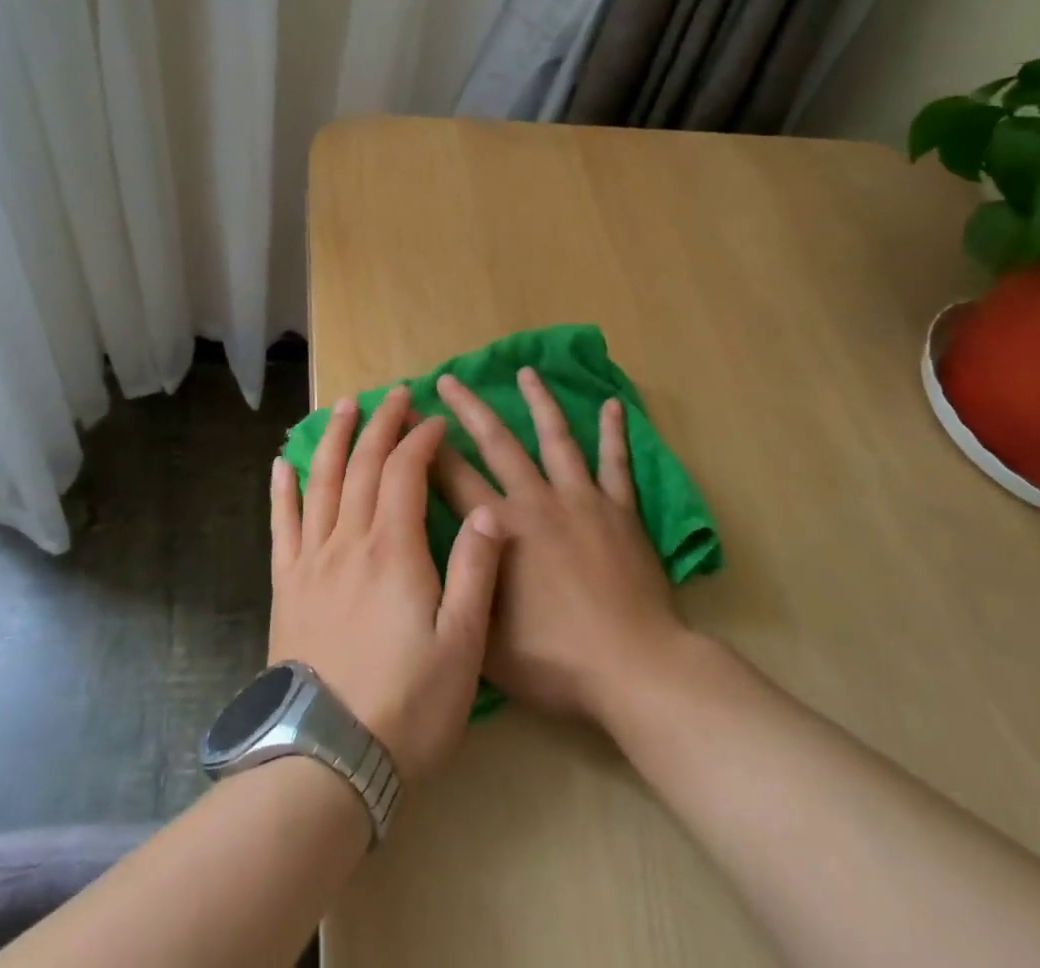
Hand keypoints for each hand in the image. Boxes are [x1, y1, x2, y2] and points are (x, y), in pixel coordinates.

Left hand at [269, 386, 505, 781]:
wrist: (326, 759)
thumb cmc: (407, 704)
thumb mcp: (462, 644)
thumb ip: (475, 570)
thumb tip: (488, 509)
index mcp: (393, 549)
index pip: (405, 472)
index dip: (421, 440)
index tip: (435, 421)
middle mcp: (348, 541)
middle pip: (363, 465)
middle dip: (380, 424)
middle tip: (394, 394)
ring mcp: (311, 561)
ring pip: (322, 482)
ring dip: (334, 439)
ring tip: (343, 407)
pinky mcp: (286, 585)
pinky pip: (281, 525)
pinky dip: (283, 490)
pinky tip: (283, 464)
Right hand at [431, 368, 687, 725]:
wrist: (633, 668)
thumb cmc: (555, 660)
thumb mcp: (485, 638)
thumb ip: (458, 587)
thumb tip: (431, 550)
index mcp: (499, 529)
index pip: (451, 476)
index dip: (423, 445)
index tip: (406, 416)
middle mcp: (536, 501)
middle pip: (496, 442)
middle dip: (468, 408)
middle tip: (448, 378)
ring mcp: (581, 499)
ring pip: (556, 438)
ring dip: (539, 402)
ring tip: (526, 372)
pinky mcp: (620, 510)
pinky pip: (616, 463)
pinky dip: (614, 433)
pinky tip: (613, 405)